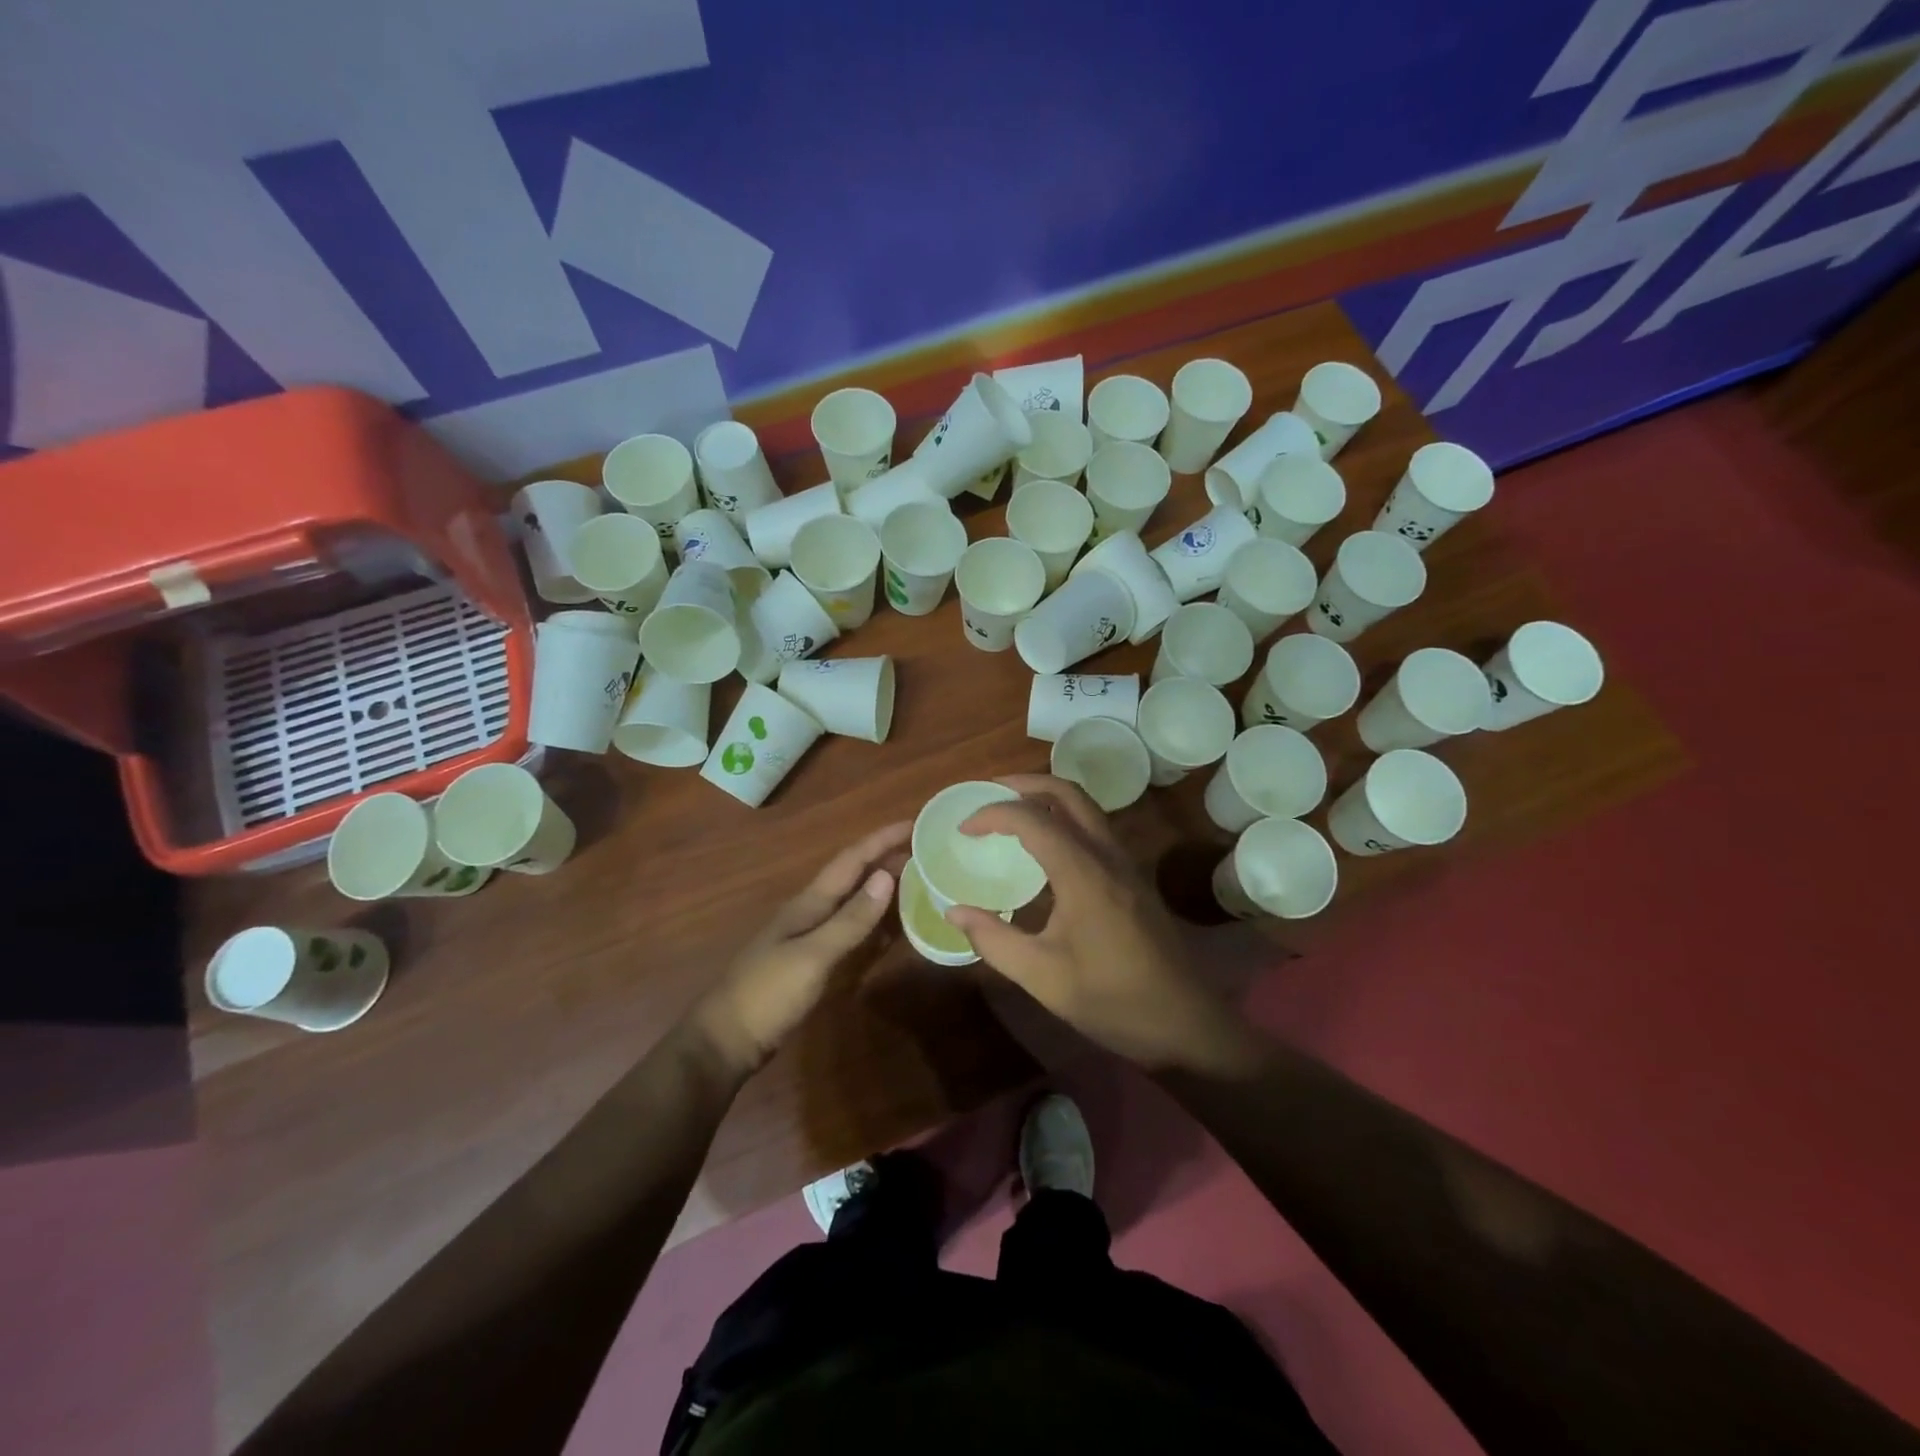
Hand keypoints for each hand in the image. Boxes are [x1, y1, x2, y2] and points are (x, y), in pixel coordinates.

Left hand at [689, 820, 909, 1074]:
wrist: (727, 1040)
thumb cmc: (768, 994)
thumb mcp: (813, 956)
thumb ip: (851, 919)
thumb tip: (887, 875)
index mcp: (809, 903)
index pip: (851, 860)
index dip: (881, 839)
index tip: (914, 822)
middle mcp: (810, 911)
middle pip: (853, 875)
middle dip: (885, 857)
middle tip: (925, 849)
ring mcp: (810, 936)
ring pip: (852, 900)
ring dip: (881, 885)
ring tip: (916, 877)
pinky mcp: (812, 960)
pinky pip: (850, 928)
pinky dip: (873, 919)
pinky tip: (891, 924)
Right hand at [945, 776, 1260, 1074]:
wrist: (1184, 1023)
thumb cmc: (1111, 999)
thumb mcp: (1043, 976)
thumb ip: (994, 940)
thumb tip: (955, 912)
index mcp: (1083, 872)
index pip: (1032, 819)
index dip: (993, 814)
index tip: (963, 827)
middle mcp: (1108, 855)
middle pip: (1067, 793)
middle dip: (1025, 784)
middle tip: (989, 792)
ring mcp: (1126, 864)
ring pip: (1086, 808)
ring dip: (1048, 798)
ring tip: (1012, 812)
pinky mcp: (1134, 878)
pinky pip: (1096, 829)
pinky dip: (1065, 819)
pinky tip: (1046, 848)